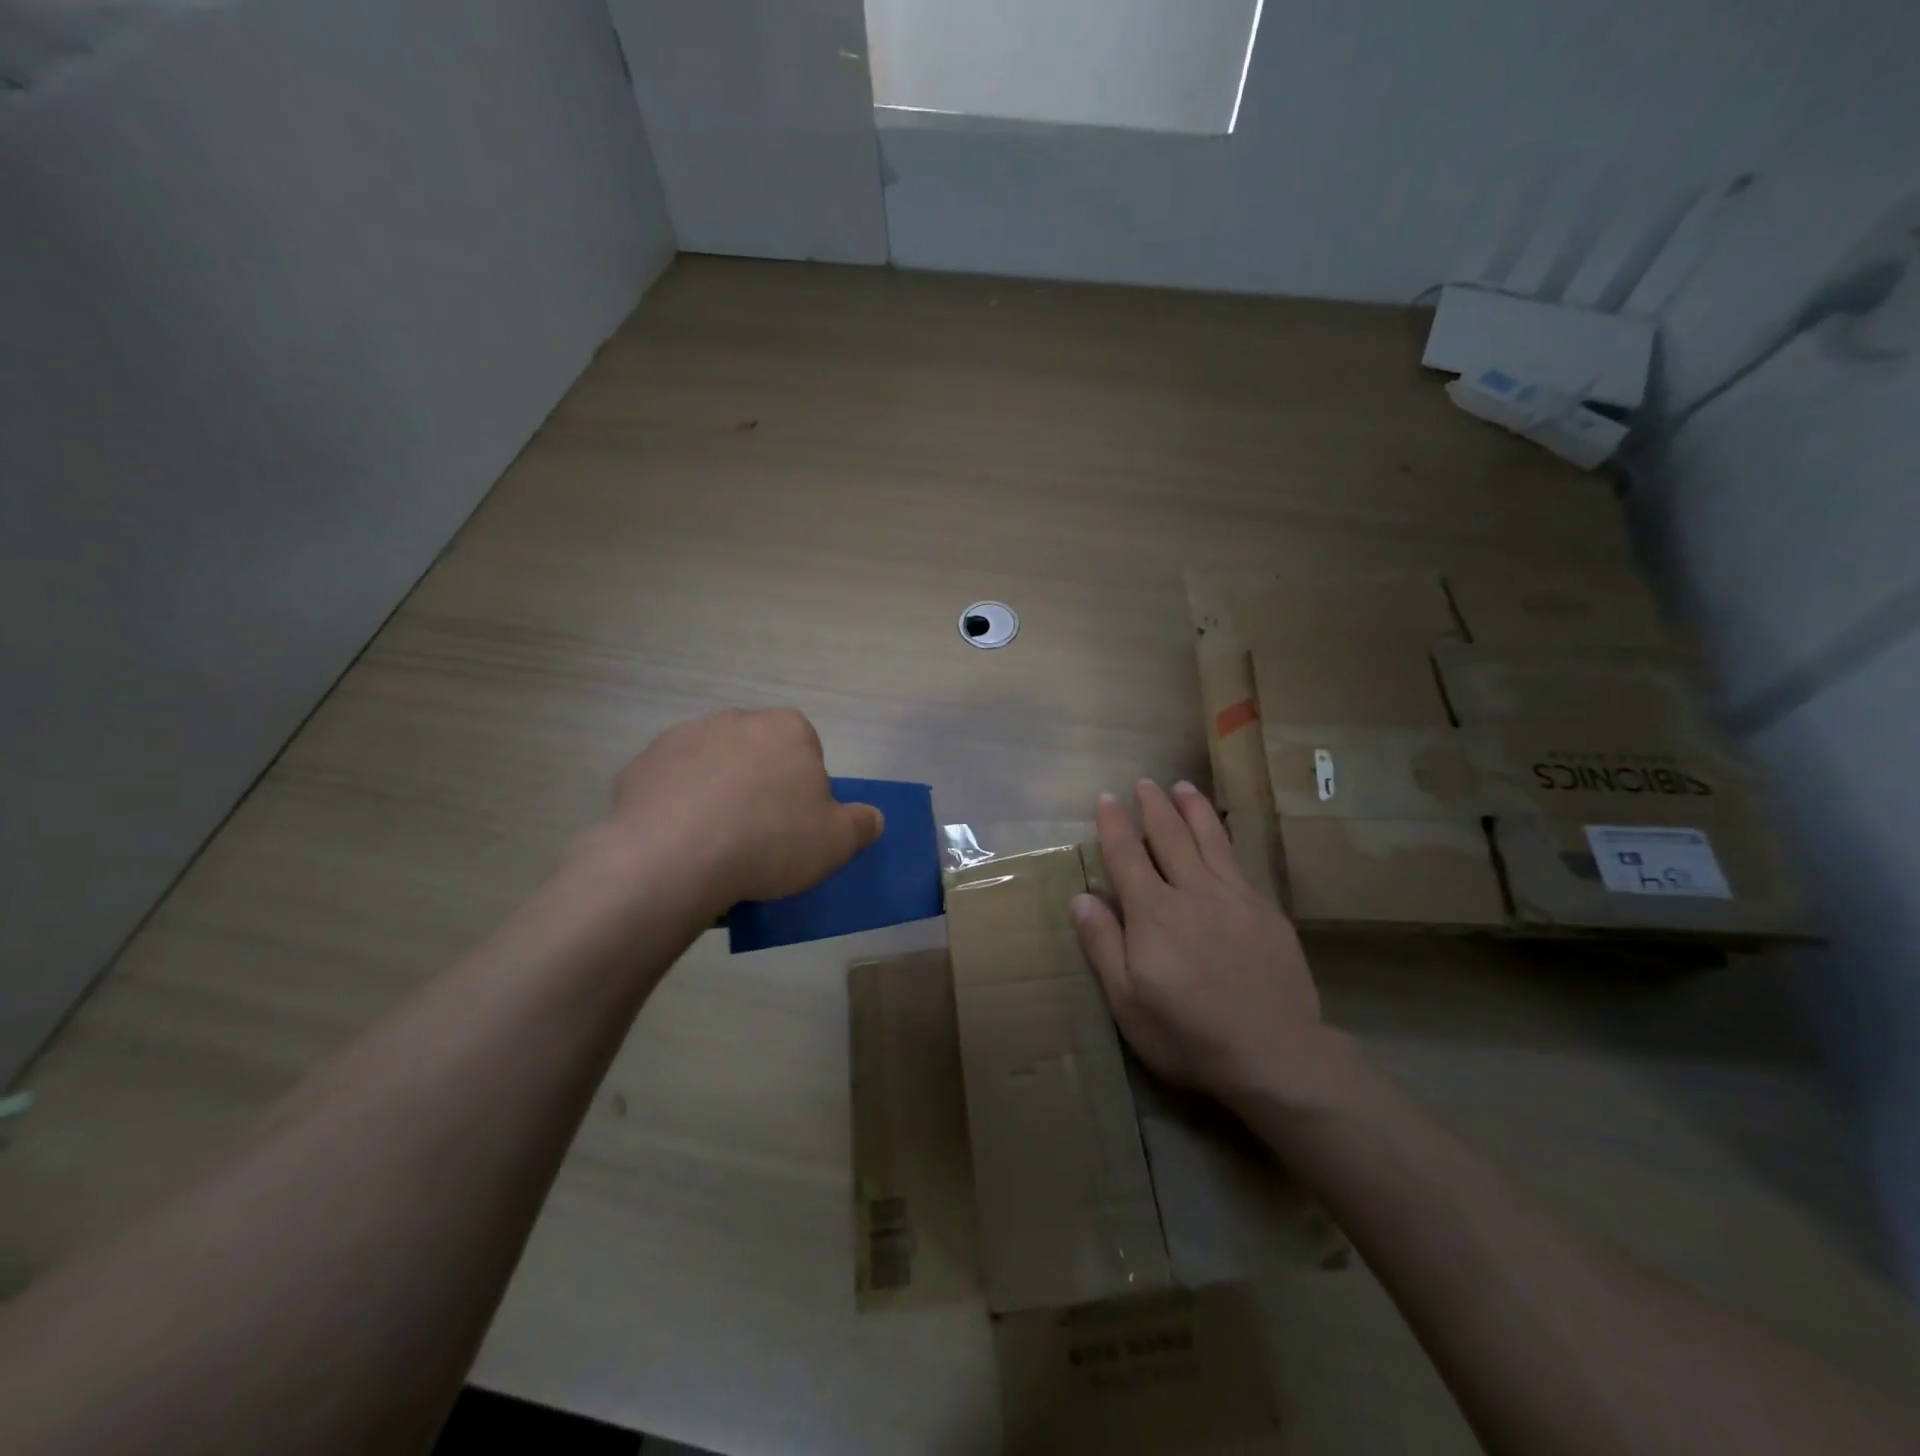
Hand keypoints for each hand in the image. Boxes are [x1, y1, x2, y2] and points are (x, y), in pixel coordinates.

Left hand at [597, 708, 882, 912]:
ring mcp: (683, 738)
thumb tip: (871, 817)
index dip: (804, 787)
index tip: (796, 824)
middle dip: (759, 785)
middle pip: (757, 754)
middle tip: (759, 835)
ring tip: (715, 845)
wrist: (673, 857)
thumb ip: (861, 825)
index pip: (806, 749)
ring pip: (712, 767)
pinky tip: (679, 844)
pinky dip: (676, 807)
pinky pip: (671, 786)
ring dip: (716, 794)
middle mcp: (735, 720)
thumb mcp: (836, 842)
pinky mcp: (641, 764)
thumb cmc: (769, 840)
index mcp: (787, 729)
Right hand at [1072, 780, 1326, 1106]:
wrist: (1276, 1054)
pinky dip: (1225, 840)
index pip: (1127, 856)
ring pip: (1210, 840)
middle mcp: (1193, 892)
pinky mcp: (1266, 911)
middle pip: (1170, 837)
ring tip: (1183, 786)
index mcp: (1153, 913)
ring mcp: (1235, 898)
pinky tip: (1223, 837)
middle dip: (1154, 806)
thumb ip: (1103, 945)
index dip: (1114, 825)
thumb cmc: (1189, 1035)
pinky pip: (1239, 863)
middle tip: (1144, 783)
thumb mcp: (1128, 1003)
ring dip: (1193, 809)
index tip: (1107, 798)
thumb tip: (1081, 897)